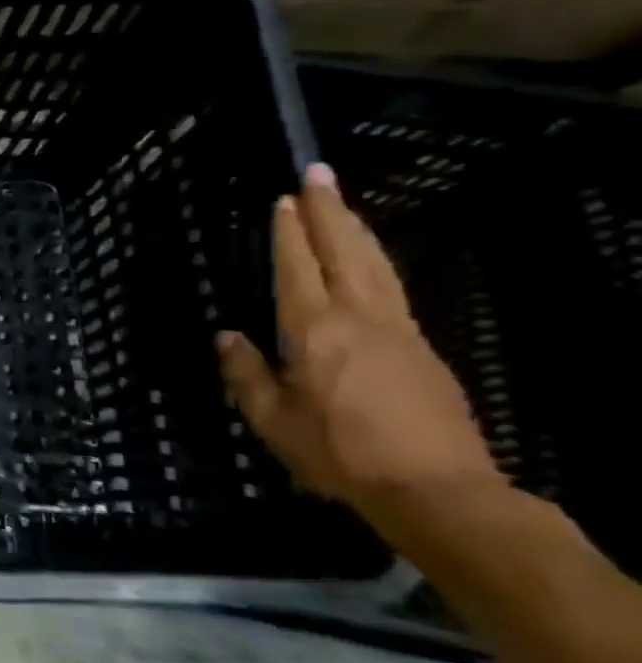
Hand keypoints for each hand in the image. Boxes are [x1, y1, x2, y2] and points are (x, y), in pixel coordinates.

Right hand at [217, 164, 501, 515]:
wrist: (435, 489)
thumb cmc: (337, 453)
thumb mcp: (271, 419)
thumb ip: (245, 373)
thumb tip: (228, 337)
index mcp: (314, 331)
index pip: (296, 268)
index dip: (288, 233)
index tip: (283, 199)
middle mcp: (359, 318)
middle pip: (344, 251)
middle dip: (329, 210)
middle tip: (319, 173)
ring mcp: (398, 331)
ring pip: (375, 265)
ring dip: (356, 228)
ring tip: (340, 202)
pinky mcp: (422, 350)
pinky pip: (391, 289)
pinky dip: (374, 261)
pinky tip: (367, 260)